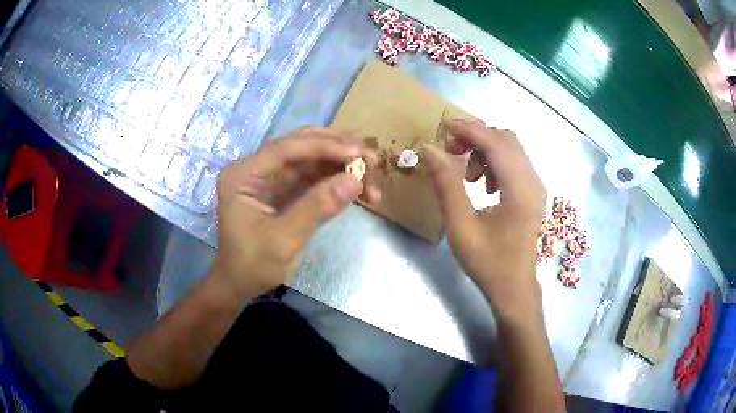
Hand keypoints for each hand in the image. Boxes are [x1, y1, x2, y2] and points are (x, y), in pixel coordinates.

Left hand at [213, 128, 380, 298]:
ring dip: (342, 163)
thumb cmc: (253, 266)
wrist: (240, 284)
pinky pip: (314, 175)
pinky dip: (337, 178)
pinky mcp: (284, 188)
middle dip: (338, 149)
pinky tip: (359, 186)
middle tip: (371, 160)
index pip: (286, 149)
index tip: (358, 153)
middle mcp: (256, 167)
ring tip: (372, 174)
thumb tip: (355, 179)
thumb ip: (317, 208)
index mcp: (244, 174)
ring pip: (312, 158)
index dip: (324, 147)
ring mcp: (271, 176)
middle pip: (301, 146)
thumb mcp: (283, 241)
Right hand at [424, 119, 545, 323]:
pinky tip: (483, 183)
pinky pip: (514, 162)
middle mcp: (533, 182)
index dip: (469, 130)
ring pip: (511, 148)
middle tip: (451, 151)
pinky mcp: (533, 192)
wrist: (514, 287)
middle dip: (476, 137)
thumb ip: (447, 186)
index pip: (496, 144)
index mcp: (520, 191)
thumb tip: (430, 151)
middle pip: (506, 139)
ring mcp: (536, 186)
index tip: (443, 127)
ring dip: (485, 149)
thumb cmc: (488, 262)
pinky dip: (495, 161)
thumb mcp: (461, 227)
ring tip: (467, 173)